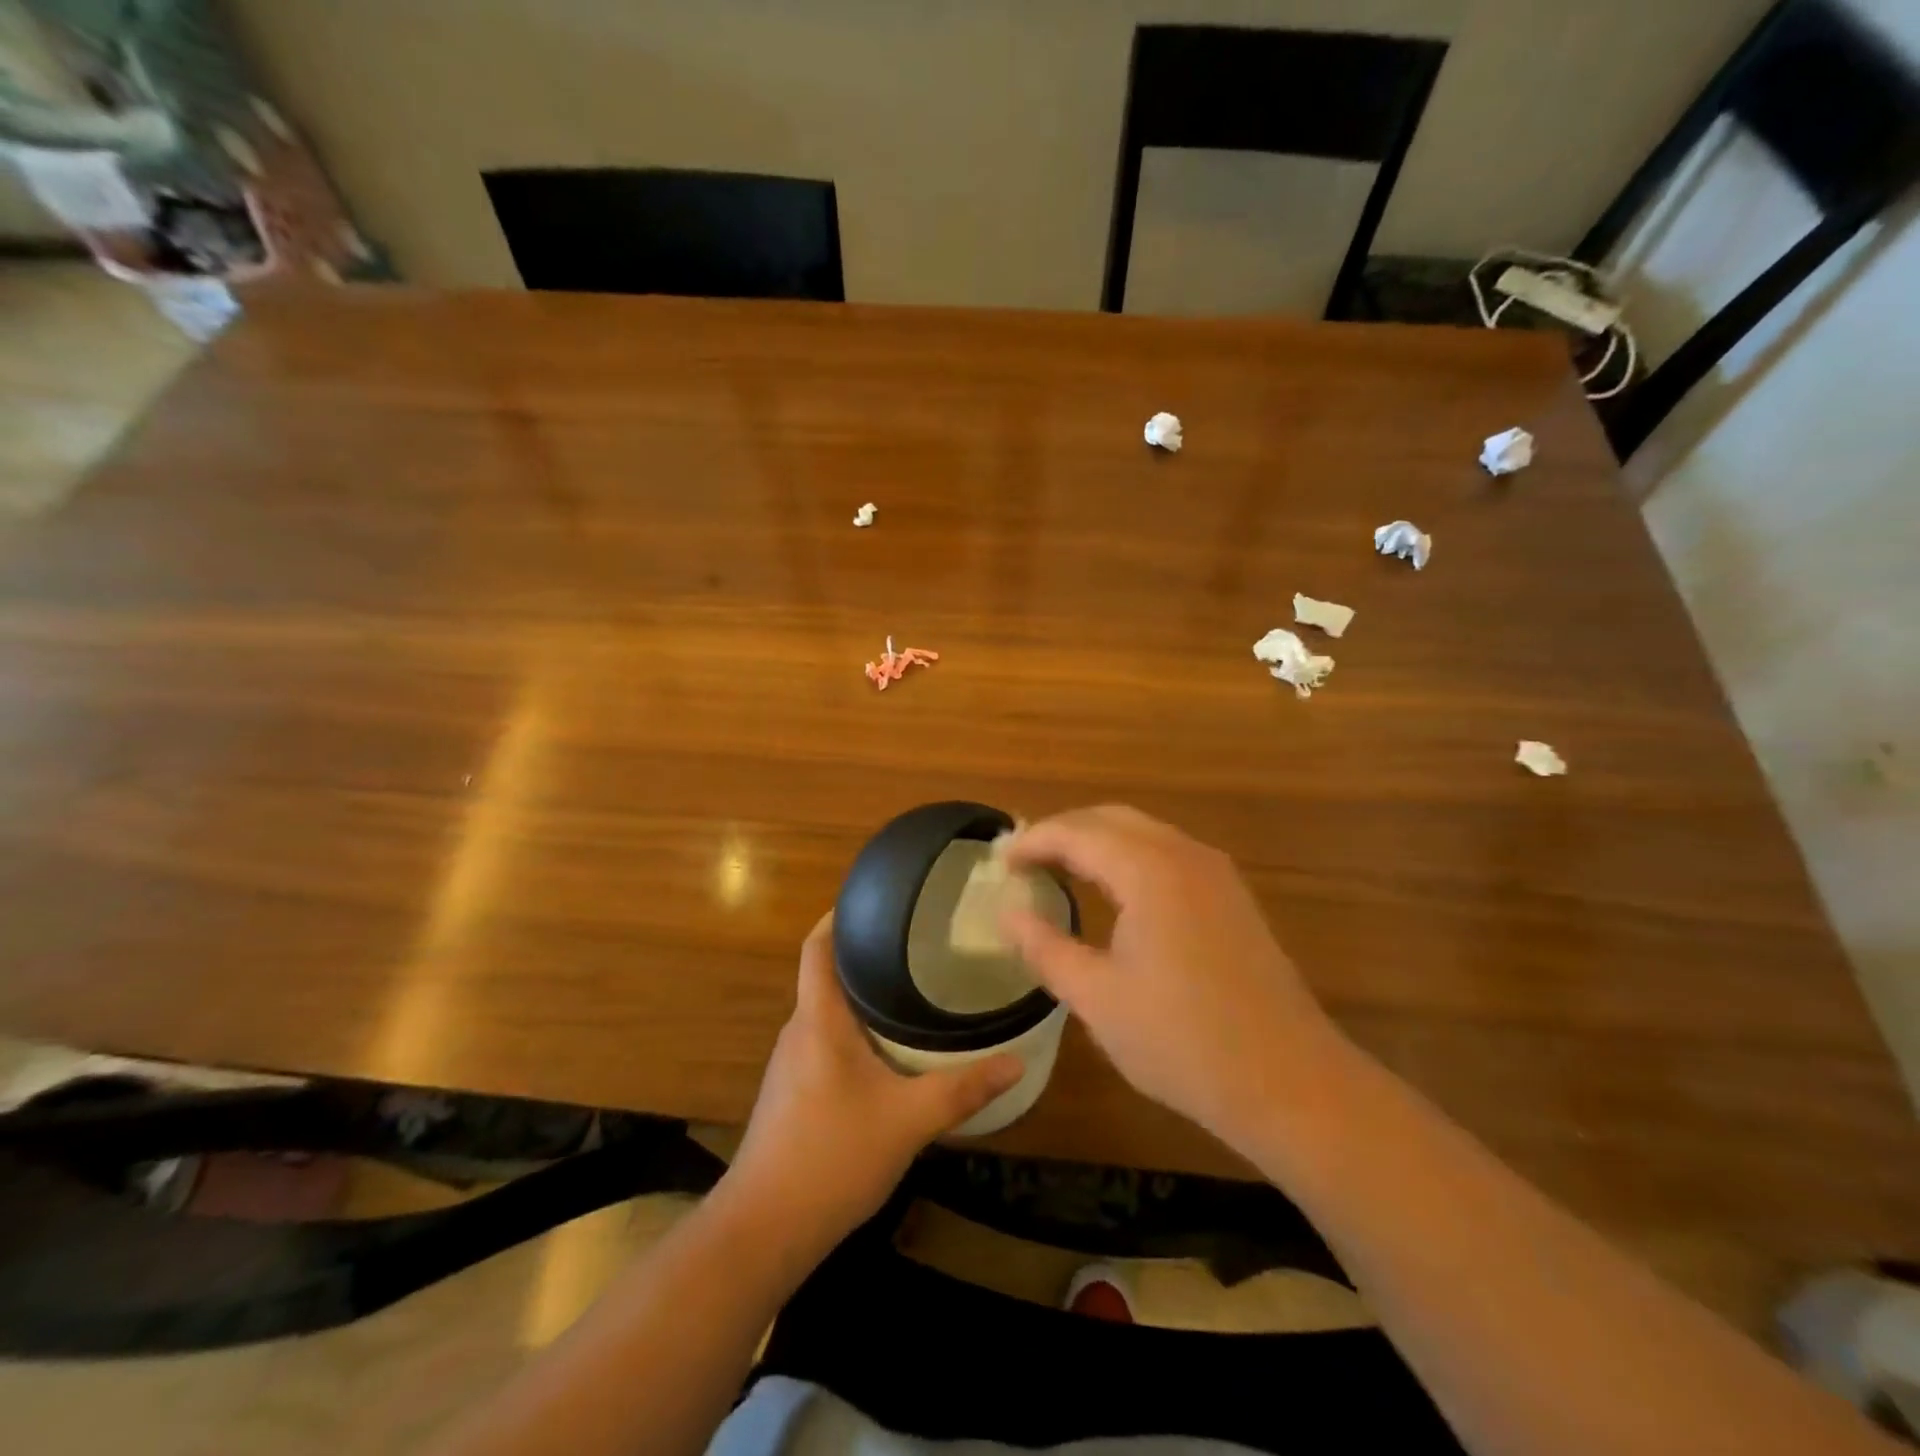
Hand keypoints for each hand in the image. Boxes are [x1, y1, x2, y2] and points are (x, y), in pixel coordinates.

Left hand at [720, 913, 1021, 1261]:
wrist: (763, 1230)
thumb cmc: (832, 1156)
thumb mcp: (908, 1120)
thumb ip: (962, 1088)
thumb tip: (1016, 1061)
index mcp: (818, 1019)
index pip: (817, 947)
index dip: (839, 916)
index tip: (876, 899)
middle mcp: (799, 1031)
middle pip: (826, 975)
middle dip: (865, 956)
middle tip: (915, 944)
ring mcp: (791, 1065)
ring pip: (828, 1013)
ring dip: (861, 998)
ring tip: (910, 990)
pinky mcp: (792, 1094)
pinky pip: (825, 1043)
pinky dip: (855, 1033)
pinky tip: (888, 1051)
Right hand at [1004, 806, 1345, 1149]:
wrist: (1289, 1082)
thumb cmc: (1182, 1041)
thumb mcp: (1098, 998)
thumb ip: (1046, 947)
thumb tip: (1008, 914)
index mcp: (1149, 870)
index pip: (1077, 832)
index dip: (1033, 842)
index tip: (999, 861)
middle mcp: (1185, 855)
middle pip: (1111, 819)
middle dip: (1063, 832)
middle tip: (1024, 861)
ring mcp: (1216, 873)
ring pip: (1143, 833)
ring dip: (1097, 842)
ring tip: (1059, 870)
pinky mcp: (1232, 896)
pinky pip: (1168, 853)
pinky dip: (1129, 857)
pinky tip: (1114, 891)